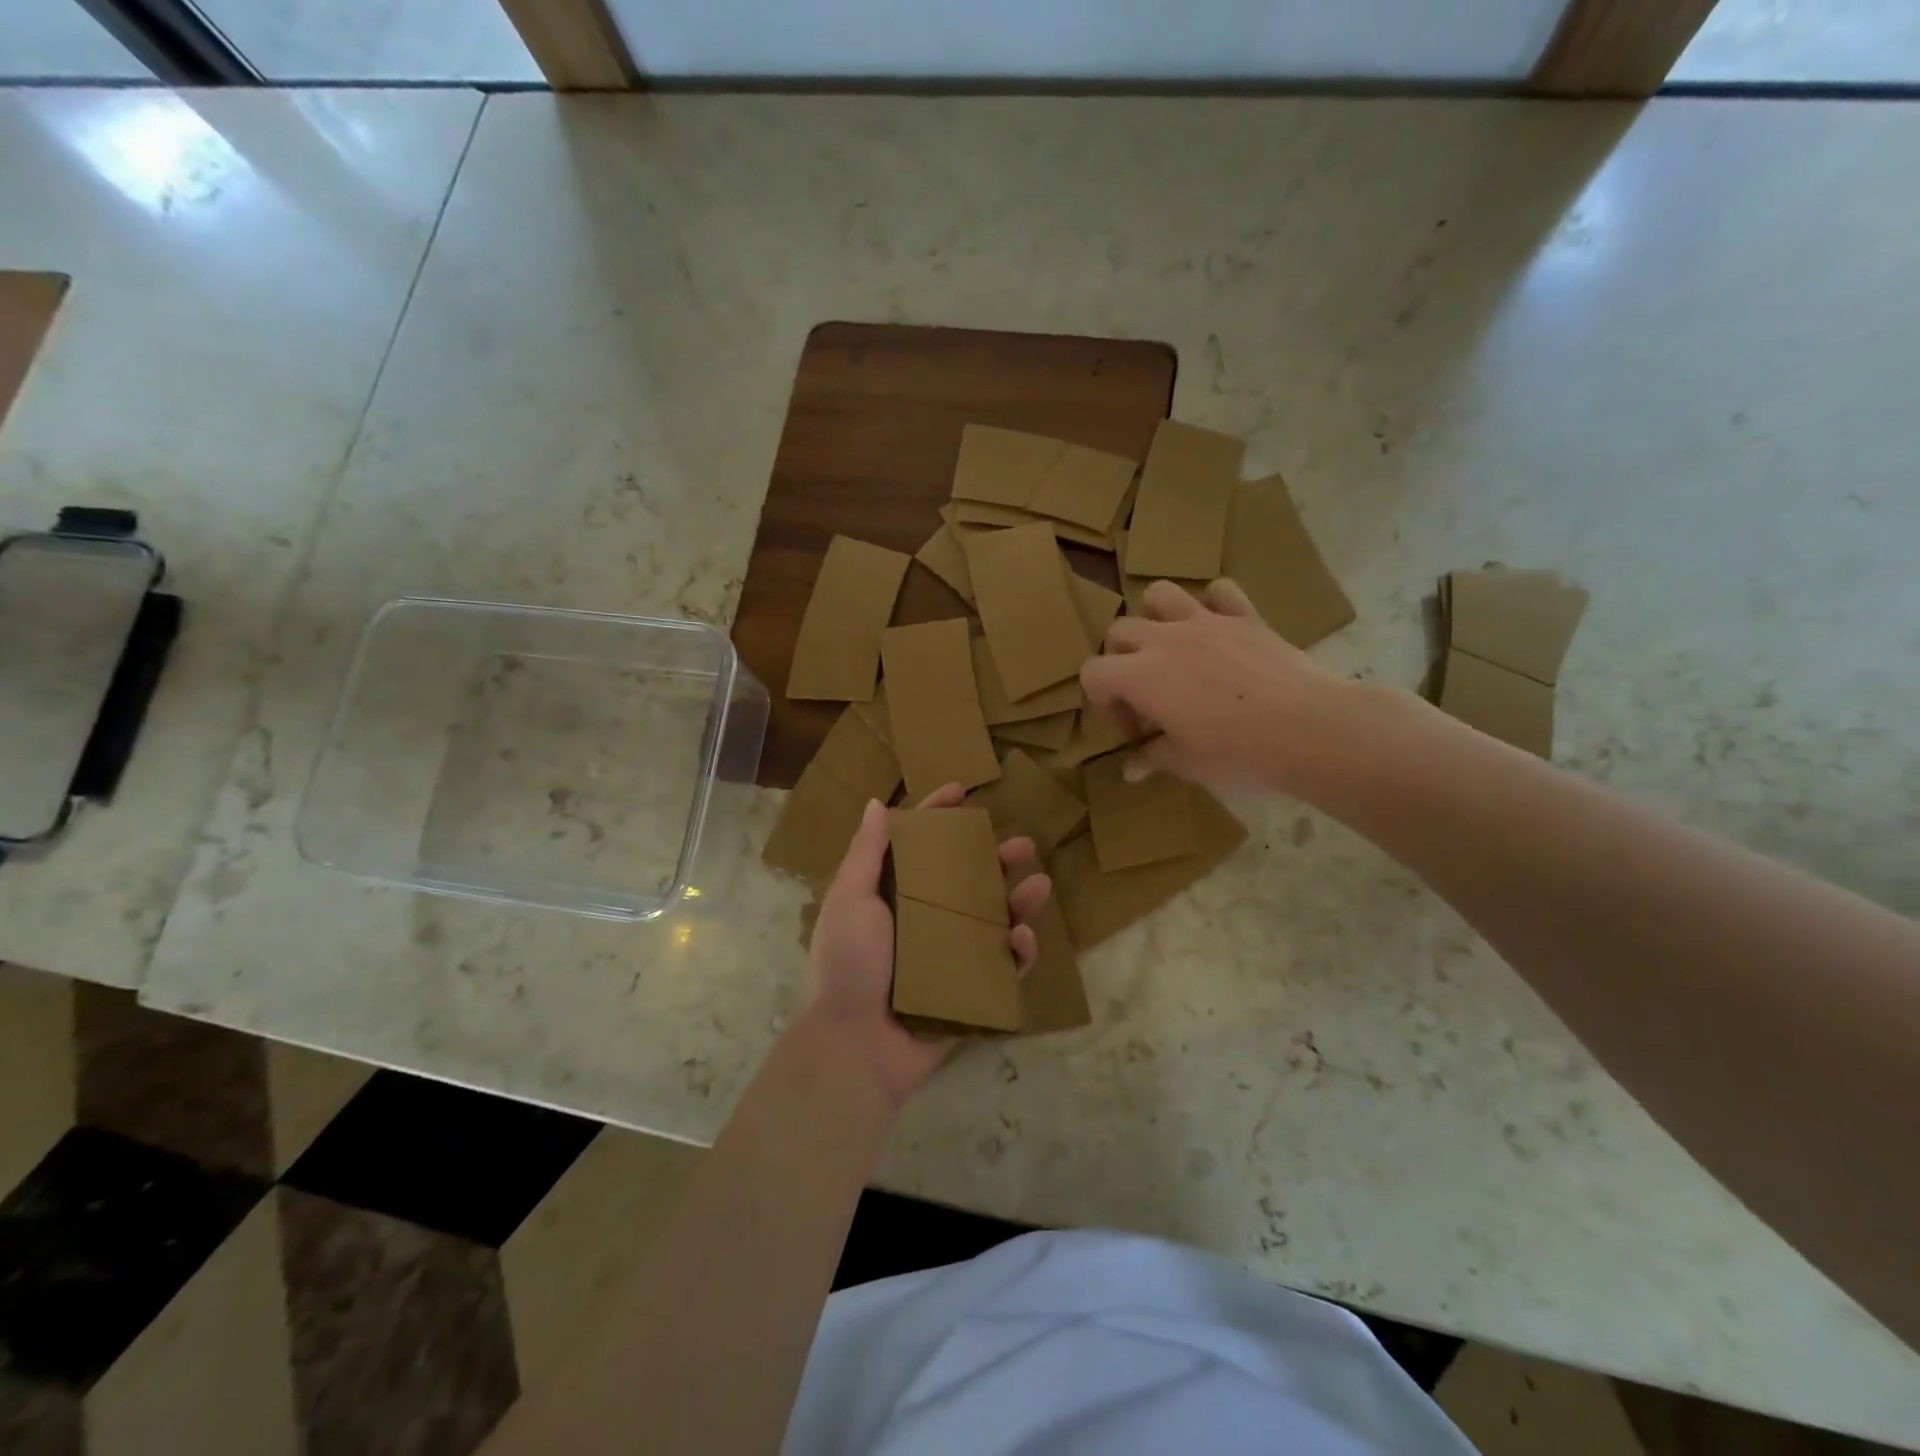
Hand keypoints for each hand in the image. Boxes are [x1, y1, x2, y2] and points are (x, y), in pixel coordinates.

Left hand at [803, 784, 1050, 1106]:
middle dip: (995, 858)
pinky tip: (1024, 938)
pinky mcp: (968, 988)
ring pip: (992, 918)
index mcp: (891, 895)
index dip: (937, 816)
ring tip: (1040, 884)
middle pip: (966, 879)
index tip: (962, 791)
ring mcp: (949, 955)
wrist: (853, 1046)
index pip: (918, 845)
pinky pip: (1002, 966)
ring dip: (1018, 900)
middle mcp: (923, 919)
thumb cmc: (848, 964)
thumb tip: (875, 803)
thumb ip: (866, 853)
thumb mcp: (849, 900)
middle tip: (1023, 844)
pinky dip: (1018, 951)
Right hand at [1081, 579, 1348, 794]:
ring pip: (1160, 595)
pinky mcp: (1245, 617)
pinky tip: (1219, 629)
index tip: (1133, 730)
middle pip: (1119, 632)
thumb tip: (1131, 771)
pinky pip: (1221, 591)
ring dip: (1156, 617)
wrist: (1307, 729)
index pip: (1093, 673)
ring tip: (1172, 648)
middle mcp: (1164, 640)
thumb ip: (1153, 758)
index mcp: (1141, 676)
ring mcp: (1205, 622)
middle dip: (1122, 662)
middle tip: (1149, 697)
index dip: (1103, 702)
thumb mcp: (1186, 763)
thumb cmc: (1236, 752)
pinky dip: (1214, 604)